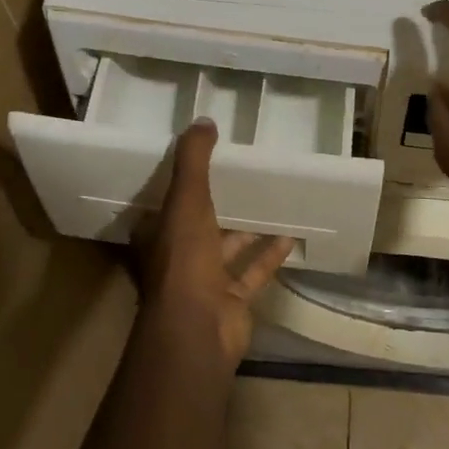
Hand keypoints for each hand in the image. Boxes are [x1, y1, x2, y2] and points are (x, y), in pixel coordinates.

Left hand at [135, 119, 292, 366]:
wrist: (199, 328)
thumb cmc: (184, 260)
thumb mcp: (186, 200)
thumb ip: (193, 160)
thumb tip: (203, 121)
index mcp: (157, 234)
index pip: (164, 203)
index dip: (178, 183)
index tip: (200, 161)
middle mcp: (177, 257)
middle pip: (197, 225)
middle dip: (217, 204)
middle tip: (242, 176)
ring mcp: (204, 281)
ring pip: (227, 248)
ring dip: (246, 229)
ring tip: (270, 200)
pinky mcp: (231, 299)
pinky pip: (252, 271)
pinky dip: (269, 255)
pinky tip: (290, 235)